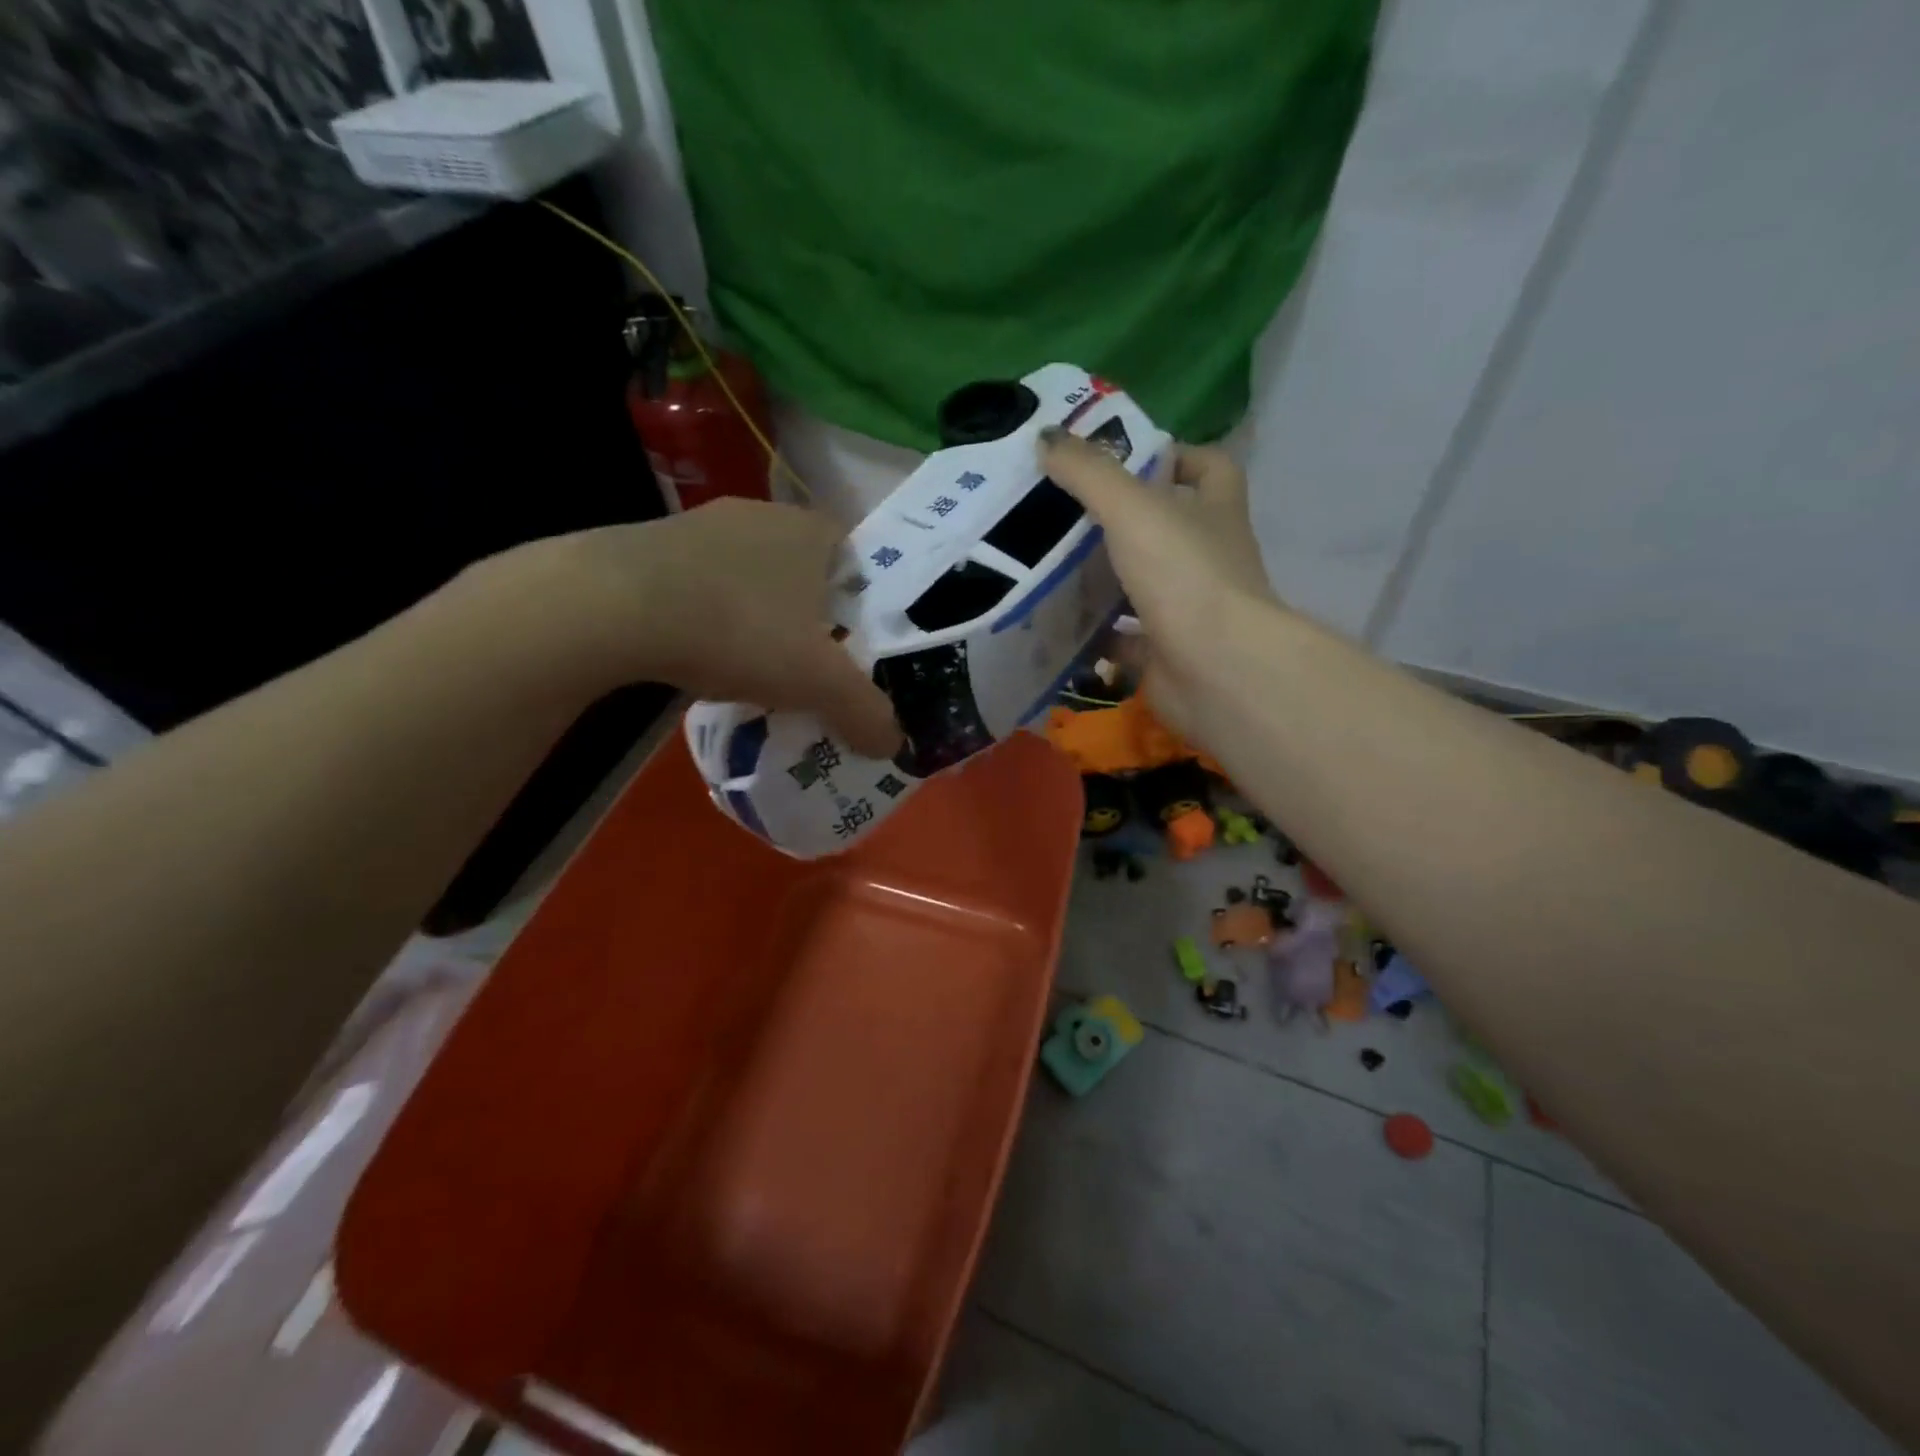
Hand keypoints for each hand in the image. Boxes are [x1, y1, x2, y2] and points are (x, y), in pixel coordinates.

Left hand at [497, 499, 901, 757]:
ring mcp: (703, 525)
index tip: (861, 645)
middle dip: (814, 616)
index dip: (868, 603)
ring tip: (758, 666)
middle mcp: (763, 515)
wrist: (614, 606)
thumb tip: (894, 745)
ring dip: (760, 616)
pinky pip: (704, 584)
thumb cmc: (739, 628)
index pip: (860, 559)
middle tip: (815, 664)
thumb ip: (864, 712)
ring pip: (753, 577)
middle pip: (807, 571)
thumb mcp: (817, 682)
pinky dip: (712, 617)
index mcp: (813, 531)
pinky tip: (703, 654)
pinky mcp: (654, 546)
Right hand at [1040, 427, 1276, 735]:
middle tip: (1061, 512)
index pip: (1208, 467)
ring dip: (1101, 580)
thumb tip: (1045, 438)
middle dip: (1118, 521)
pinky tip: (1055, 624)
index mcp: (1214, 511)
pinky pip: (1123, 639)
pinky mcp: (1166, 653)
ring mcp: (1188, 608)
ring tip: (1046, 566)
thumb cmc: (1184, 574)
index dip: (1173, 456)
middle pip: (1164, 528)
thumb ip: (1088, 472)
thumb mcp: (1132, 508)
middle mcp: (1207, 557)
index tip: (1123, 459)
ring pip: (1140, 585)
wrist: (1215, 669)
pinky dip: (1094, 634)